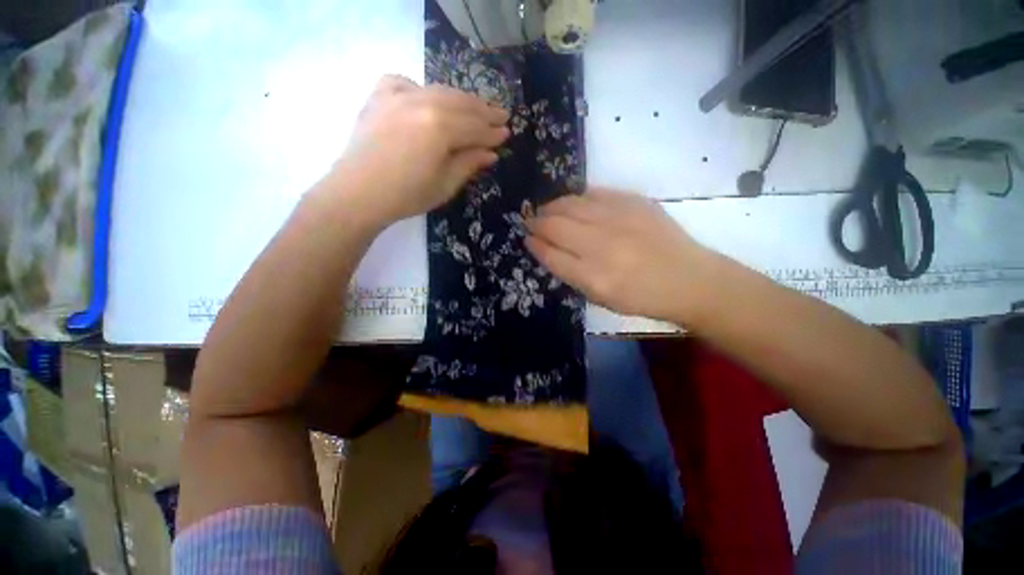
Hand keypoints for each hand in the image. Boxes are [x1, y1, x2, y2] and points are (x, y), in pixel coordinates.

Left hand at [329, 75, 510, 225]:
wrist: (358, 193)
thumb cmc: (407, 195)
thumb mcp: (445, 184)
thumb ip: (469, 163)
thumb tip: (491, 153)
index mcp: (440, 127)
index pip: (475, 127)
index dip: (492, 132)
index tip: (507, 132)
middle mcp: (423, 101)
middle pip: (461, 103)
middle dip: (483, 110)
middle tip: (501, 114)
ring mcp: (398, 94)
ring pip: (439, 91)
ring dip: (461, 99)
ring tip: (476, 106)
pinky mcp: (380, 96)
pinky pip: (407, 83)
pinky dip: (422, 89)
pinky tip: (428, 98)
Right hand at [525, 188, 714, 322]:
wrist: (689, 280)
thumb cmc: (640, 297)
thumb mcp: (599, 298)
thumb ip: (569, 273)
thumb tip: (546, 248)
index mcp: (593, 277)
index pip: (551, 254)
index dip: (535, 244)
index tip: (527, 238)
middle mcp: (602, 245)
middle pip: (556, 225)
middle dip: (537, 222)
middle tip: (531, 221)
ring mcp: (618, 220)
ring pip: (571, 204)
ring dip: (552, 206)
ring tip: (547, 210)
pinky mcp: (634, 202)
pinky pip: (594, 193)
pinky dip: (578, 197)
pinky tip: (575, 203)